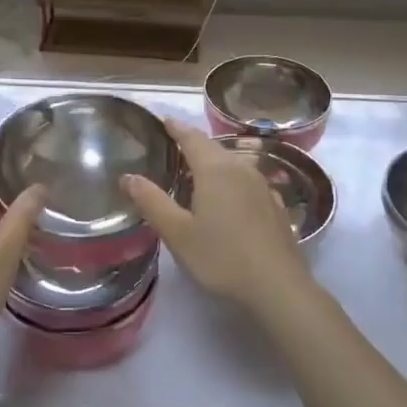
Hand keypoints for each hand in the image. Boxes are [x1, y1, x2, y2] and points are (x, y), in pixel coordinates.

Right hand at [122, 119, 312, 311]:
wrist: (277, 286)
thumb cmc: (221, 257)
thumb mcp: (177, 233)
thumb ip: (152, 202)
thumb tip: (128, 177)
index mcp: (215, 169)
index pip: (192, 137)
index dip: (176, 128)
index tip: (163, 121)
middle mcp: (241, 168)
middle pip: (214, 148)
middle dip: (193, 145)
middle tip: (173, 149)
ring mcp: (263, 186)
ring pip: (233, 164)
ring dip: (214, 163)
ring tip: (196, 174)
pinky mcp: (275, 205)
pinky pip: (248, 182)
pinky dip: (232, 181)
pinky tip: (228, 199)